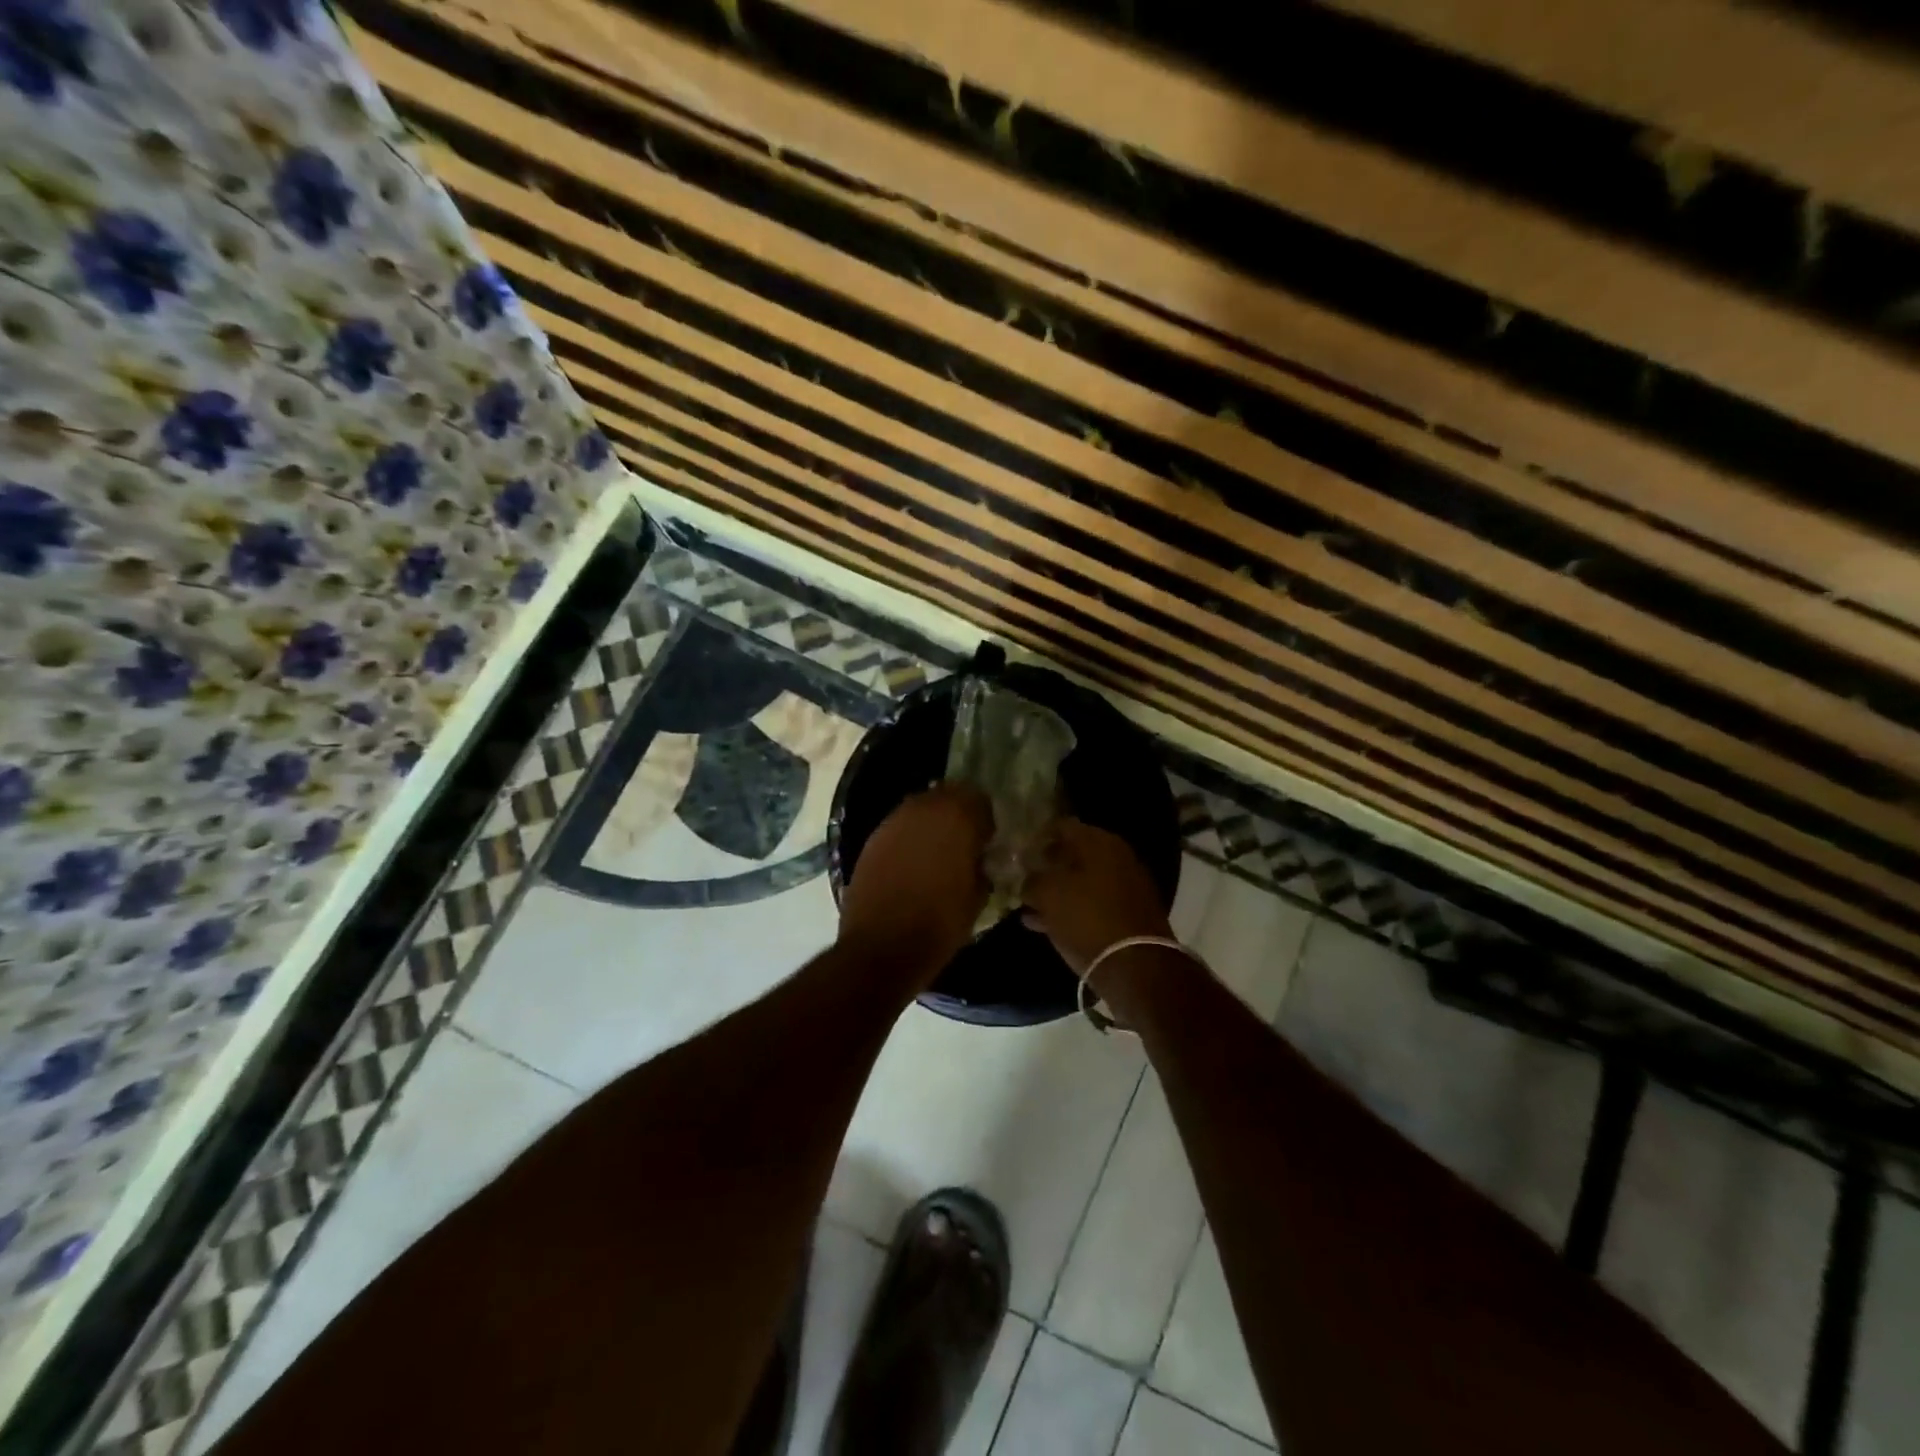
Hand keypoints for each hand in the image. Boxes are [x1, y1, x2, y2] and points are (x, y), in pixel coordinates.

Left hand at [840, 784, 991, 978]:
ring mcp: (893, 821)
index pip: (979, 799)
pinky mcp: (872, 839)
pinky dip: (908, 840)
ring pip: (920, 810)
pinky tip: (911, 865)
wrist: (882, 946)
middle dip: (957, 815)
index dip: (985, 820)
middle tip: (963, 844)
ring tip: (936, 854)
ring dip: (931, 825)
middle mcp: (923, 808)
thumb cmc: (940, 923)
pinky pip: (899, 829)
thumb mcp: (978, 896)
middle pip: (947, 796)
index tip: (986, 841)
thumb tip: (978, 859)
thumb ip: (982, 866)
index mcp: (957, 817)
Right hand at [1020, 818, 1172, 975]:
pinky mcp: (1127, 916)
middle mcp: (1117, 858)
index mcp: (1100, 842)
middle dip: (1046, 865)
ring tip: (1027, 904)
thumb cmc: (1087, 918)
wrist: (1136, 965)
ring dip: (1056, 891)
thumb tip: (1026, 878)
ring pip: (1081, 882)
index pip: (1062, 826)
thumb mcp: (1047, 894)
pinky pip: (1091, 906)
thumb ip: (1031, 879)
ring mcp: (1125, 887)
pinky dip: (1069, 911)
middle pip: (1073, 854)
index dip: (1037, 837)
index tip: (1018, 852)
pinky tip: (1042, 924)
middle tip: (1022, 877)